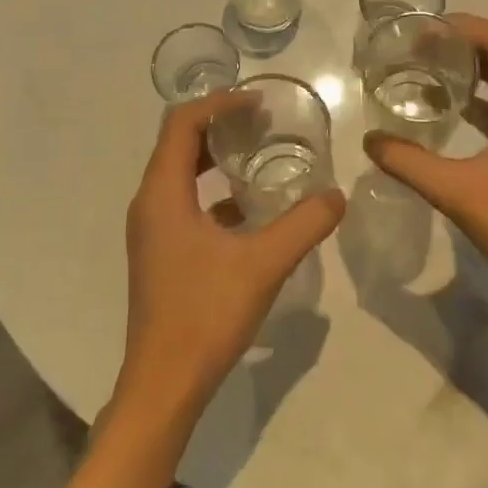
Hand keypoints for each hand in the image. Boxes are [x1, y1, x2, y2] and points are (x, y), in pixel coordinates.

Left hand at [115, 91, 345, 426]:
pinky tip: (249, 207)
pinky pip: (184, 201)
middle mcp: (149, 203)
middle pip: (179, 142)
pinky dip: (213, 190)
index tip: (258, 103)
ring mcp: (151, 229)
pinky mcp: (160, 251)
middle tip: (263, 122)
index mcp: (163, 193)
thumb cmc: (205, 314)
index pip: (182, 123)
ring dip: (216, 156)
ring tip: (259, 152)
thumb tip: (337, 195)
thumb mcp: (263, 264)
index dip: (219, 103)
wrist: (164, 384)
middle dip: (219, 124)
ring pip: (180, 173)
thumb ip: (304, 225)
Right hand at [363, 14, 487, 315]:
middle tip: (421, 45)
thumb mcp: (457, 193)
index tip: (423, 30)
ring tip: (431, 65)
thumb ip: (409, 163)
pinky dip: (484, 95)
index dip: (463, 26)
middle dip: (465, 41)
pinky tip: (453, 106)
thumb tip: (370, 140)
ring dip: (475, 66)